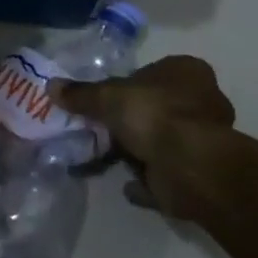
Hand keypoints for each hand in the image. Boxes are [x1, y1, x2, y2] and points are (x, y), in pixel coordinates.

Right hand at [51, 56, 236, 221]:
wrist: (190, 166)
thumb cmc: (154, 114)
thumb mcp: (108, 97)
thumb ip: (82, 94)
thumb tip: (51, 86)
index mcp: (188, 72)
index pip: (153, 72)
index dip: (129, 85)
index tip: (106, 100)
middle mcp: (203, 102)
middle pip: (159, 107)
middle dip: (133, 120)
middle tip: (103, 129)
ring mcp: (206, 140)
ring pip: (164, 141)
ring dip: (140, 151)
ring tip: (108, 158)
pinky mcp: (201, 173)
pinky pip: (166, 174)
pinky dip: (147, 180)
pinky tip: (126, 185)